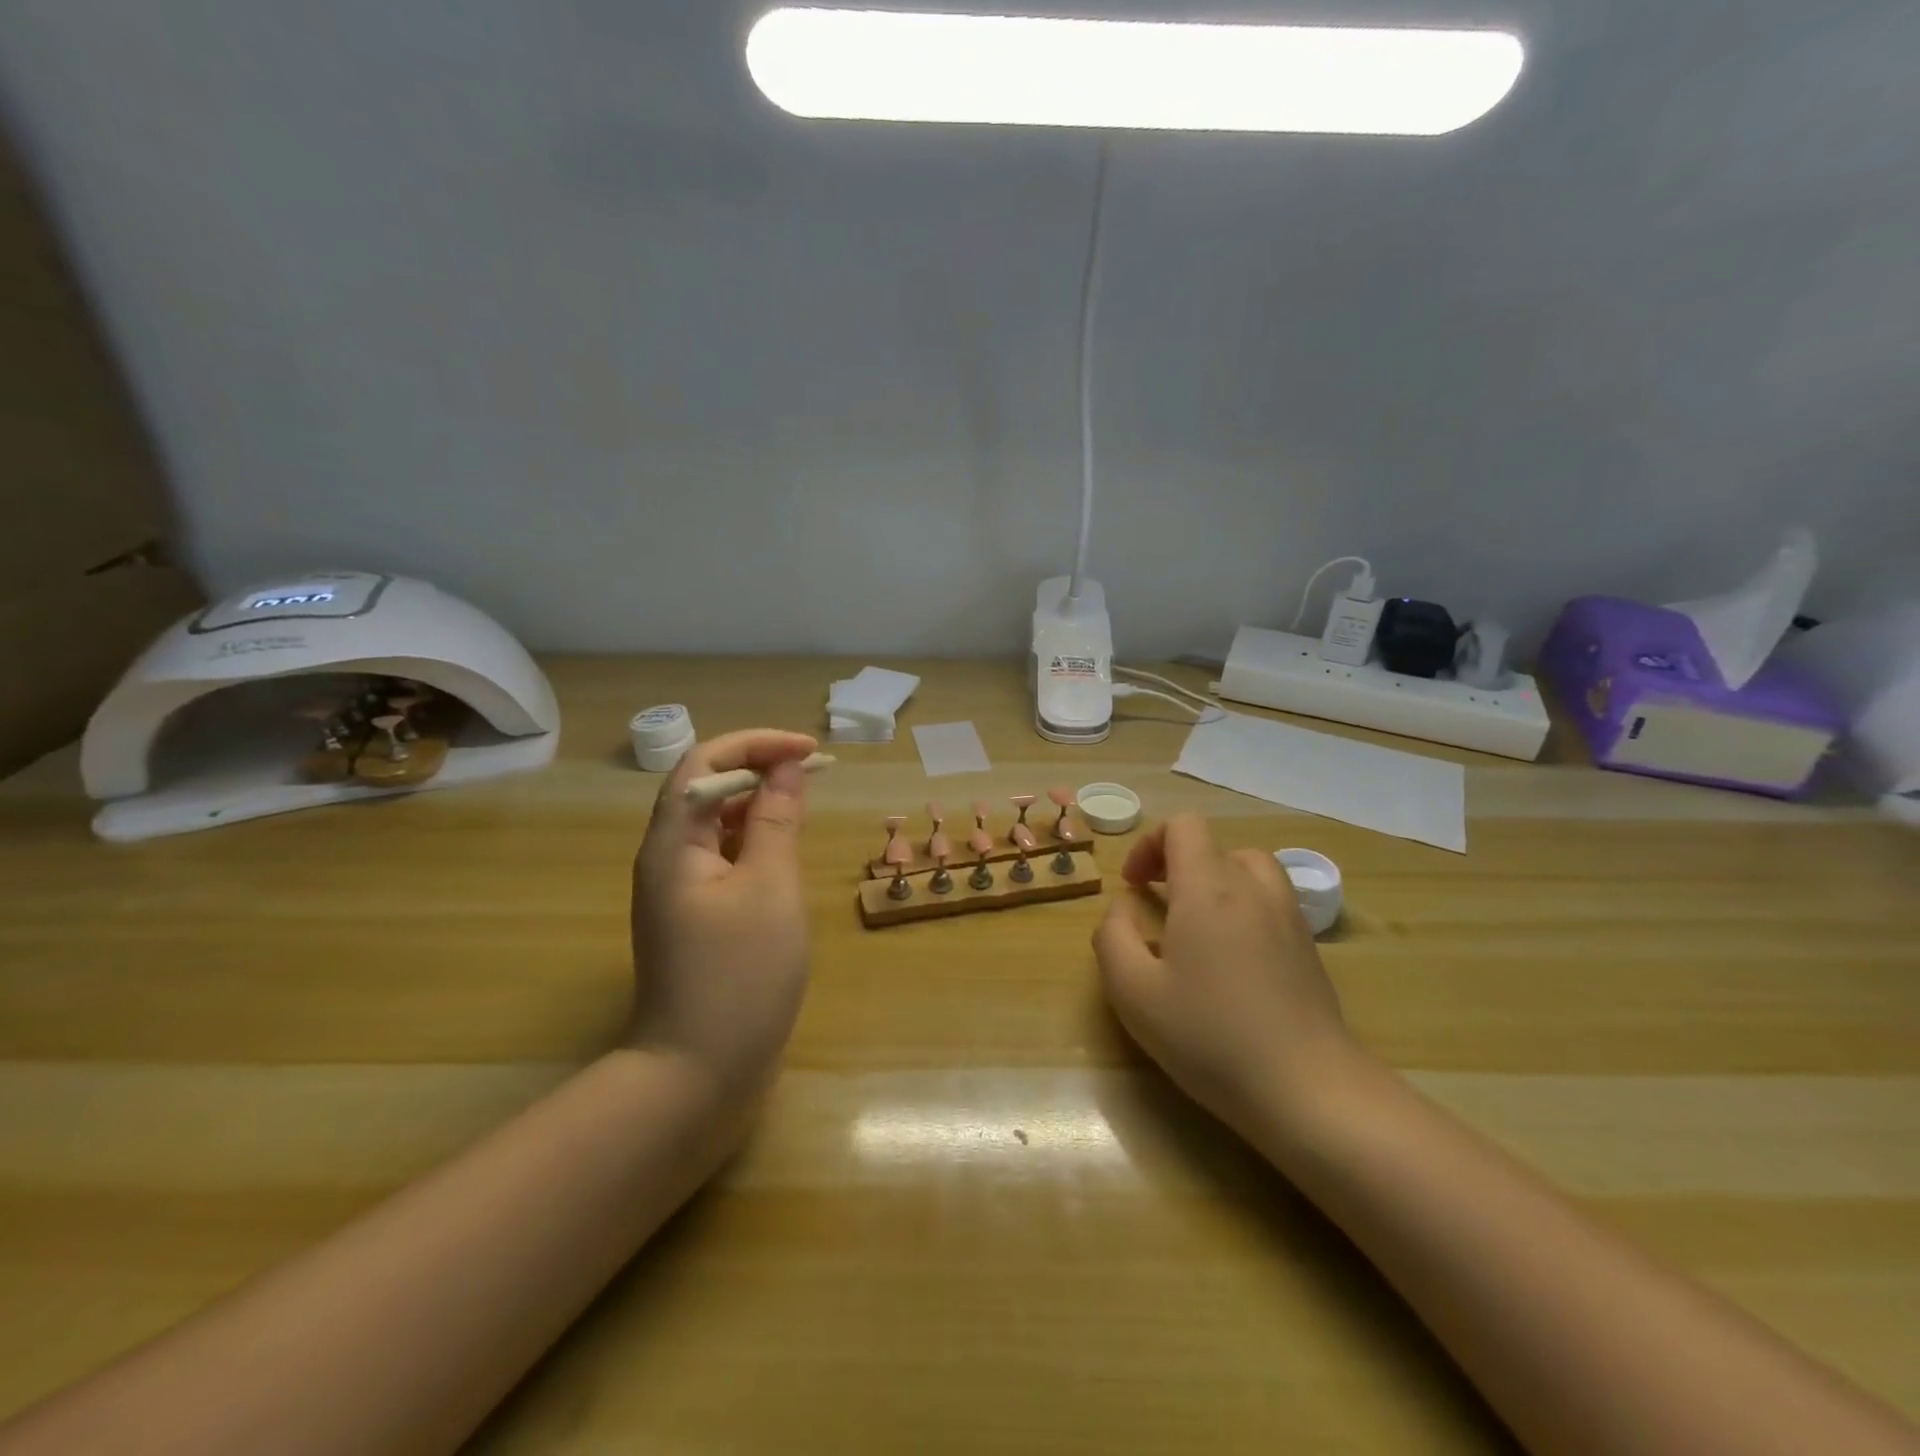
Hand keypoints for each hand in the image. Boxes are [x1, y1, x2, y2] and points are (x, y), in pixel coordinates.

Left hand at [629, 729, 816, 1098]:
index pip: (704, 762)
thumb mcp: (769, 887)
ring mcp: (678, 890)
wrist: (697, 1074)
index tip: (810, 750)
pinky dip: (755, 840)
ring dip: (758, 802)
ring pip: (715, 823)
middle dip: (759, 767)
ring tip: (805, 802)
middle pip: (706, 788)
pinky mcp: (696, 916)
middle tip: (814, 772)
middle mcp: (666, 858)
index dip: (756, 744)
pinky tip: (784, 851)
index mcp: (673, 843)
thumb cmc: (739, 976)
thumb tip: (788, 767)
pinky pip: (722, 857)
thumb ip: (776, 820)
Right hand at [1092, 813, 1360, 1138]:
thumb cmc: (1210, 1035)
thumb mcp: (1133, 991)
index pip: (1184, 826)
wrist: (1307, 1088)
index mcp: (1208, 887)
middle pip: (1215, 845)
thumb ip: (1113, 936)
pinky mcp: (1309, 946)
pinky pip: (1270, 901)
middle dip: (1178, 863)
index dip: (1150, 844)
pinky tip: (1231, 958)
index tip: (1133, 886)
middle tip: (1157, 903)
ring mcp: (1288, 915)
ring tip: (1196, 924)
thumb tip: (1123, 908)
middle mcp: (1253, 888)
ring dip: (1215, 882)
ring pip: (1248, 869)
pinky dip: (1243, 907)